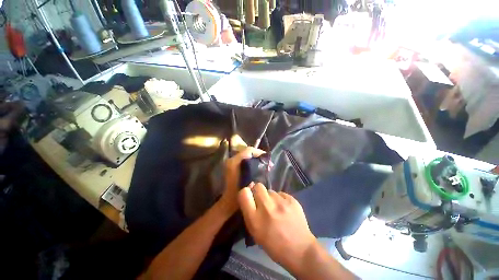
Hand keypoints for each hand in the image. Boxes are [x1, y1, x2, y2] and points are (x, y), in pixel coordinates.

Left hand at [217, 147, 264, 215]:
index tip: (267, 158)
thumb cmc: (238, 195)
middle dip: (258, 155)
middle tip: (267, 162)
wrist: (227, 202)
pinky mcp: (232, 165)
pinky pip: (244, 158)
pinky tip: (258, 166)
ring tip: (264, 164)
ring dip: (255, 157)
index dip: (259, 152)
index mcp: (234, 162)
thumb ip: (257, 172)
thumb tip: (267, 165)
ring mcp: (231, 162)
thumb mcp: (249, 184)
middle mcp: (231, 159)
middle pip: (247, 151)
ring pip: (246, 154)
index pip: (248, 151)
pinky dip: (251, 160)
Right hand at [238, 183, 316, 272]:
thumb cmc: (274, 245)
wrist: (300, 250)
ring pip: (270, 191)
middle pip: (258, 186)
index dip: (246, 193)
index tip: (249, 196)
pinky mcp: (292, 200)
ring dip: (270, 197)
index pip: (244, 193)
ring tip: (276, 208)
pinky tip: (285, 209)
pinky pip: (281, 194)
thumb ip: (249, 212)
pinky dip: (280, 199)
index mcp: (255, 220)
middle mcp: (267, 208)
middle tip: (263, 201)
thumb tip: (249, 192)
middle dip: (258, 192)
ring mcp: (281, 202)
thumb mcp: (255, 232)